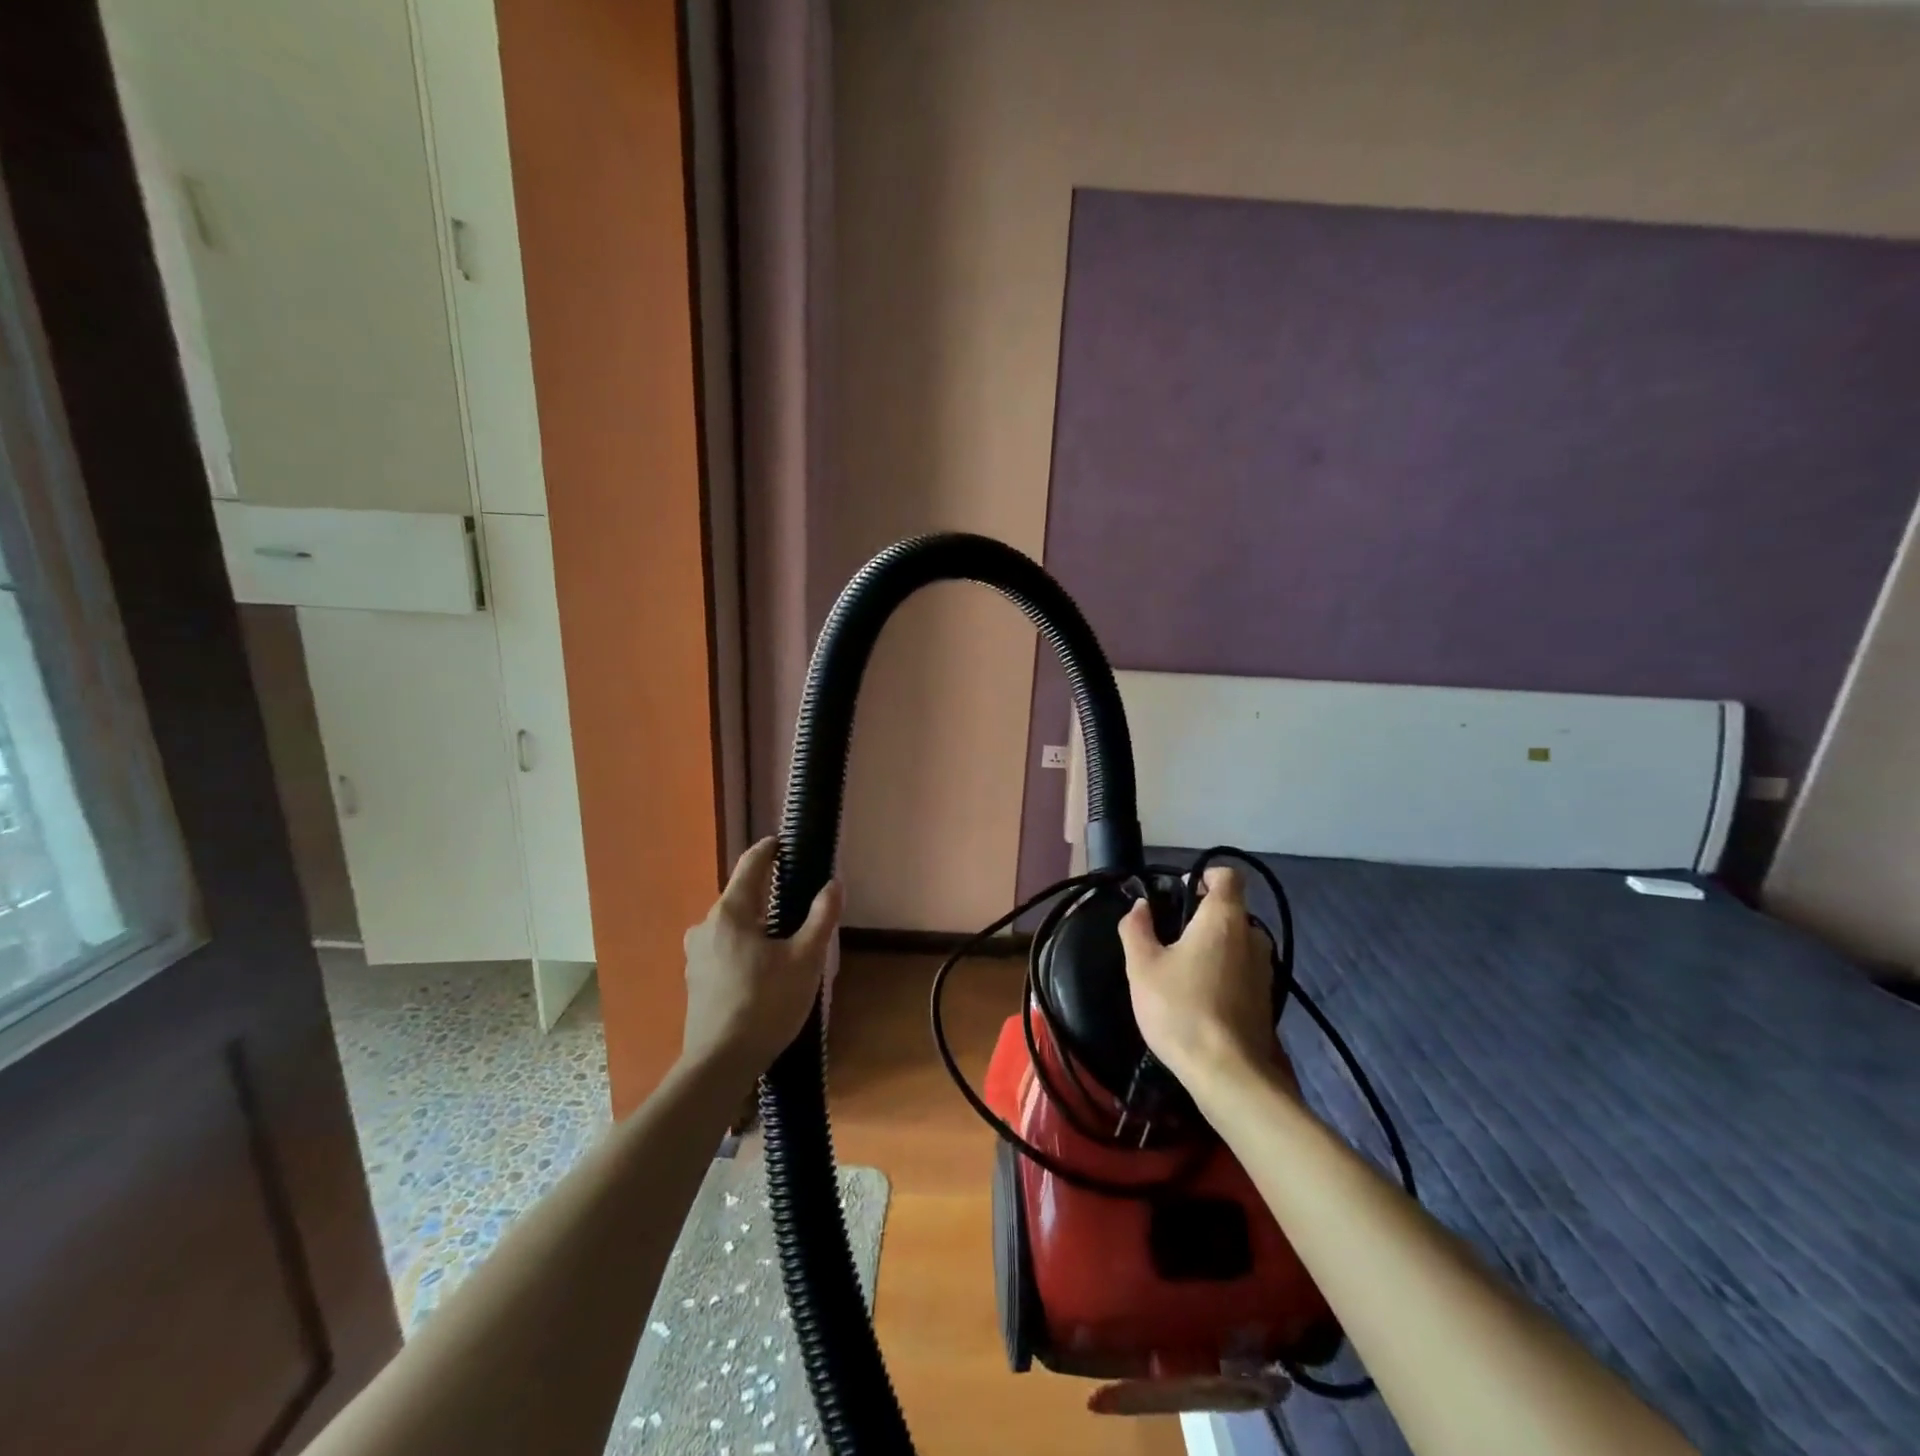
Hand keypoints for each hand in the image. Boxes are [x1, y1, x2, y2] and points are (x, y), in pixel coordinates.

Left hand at [681, 837, 840, 1079]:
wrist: (719, 1065)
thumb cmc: (765, 1005)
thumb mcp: (806, 959)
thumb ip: (822, 917)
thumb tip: (834, 883)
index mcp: (731, 912)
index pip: (751, 864)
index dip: (770, 849)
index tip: (787, 842)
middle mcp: (706, 925)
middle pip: (742, 895)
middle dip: (770, 892)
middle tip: (801, 899)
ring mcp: (696, 953)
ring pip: (734, 924)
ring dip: (759, 922)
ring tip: (787, 938)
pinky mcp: (695, 978)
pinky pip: (725, 947)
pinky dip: (747, 945)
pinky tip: (765, 968)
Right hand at [1118, 867, 1283, 1095]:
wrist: (1228, 1075)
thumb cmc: (1181, 1009)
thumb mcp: (1142, 966)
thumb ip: (1136, 928)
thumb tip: (1140, 907)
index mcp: (1224, 918)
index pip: (1227, 876)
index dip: (1203, 876)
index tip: (1178, 895)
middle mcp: (1252, 936)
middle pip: (1229, 910)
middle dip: (1200, 917)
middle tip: (1167, 938)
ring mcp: (1264, 969)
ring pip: (1236, 942)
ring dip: (1212, 948)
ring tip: (1180, 971)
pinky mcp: (1266, 998)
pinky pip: (1241, 969)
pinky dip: (1222, 973)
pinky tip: (1198, 998)